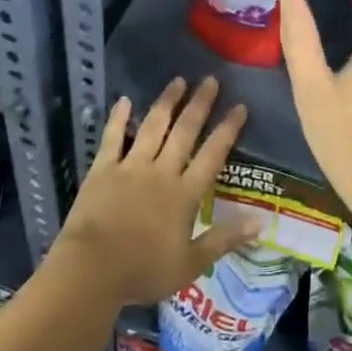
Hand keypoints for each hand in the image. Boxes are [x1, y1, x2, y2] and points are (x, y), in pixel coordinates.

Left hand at [55, 76, 252, 306]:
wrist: (91, 271)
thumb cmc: (143, 271)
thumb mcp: (191, 264)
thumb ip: (224, 240)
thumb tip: (260, 223)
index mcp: (185, 194)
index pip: (212, 155)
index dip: (227, 130)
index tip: (239, 106)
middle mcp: (161, 172)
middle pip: (184, 132)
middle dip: (199, 105)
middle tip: (211, 80)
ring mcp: (130, 167)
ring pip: (152, 127)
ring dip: (166, 103)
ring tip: (178, 81)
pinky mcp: (103, 169)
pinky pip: (112, 138)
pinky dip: (118, 118)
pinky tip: (124, 100)